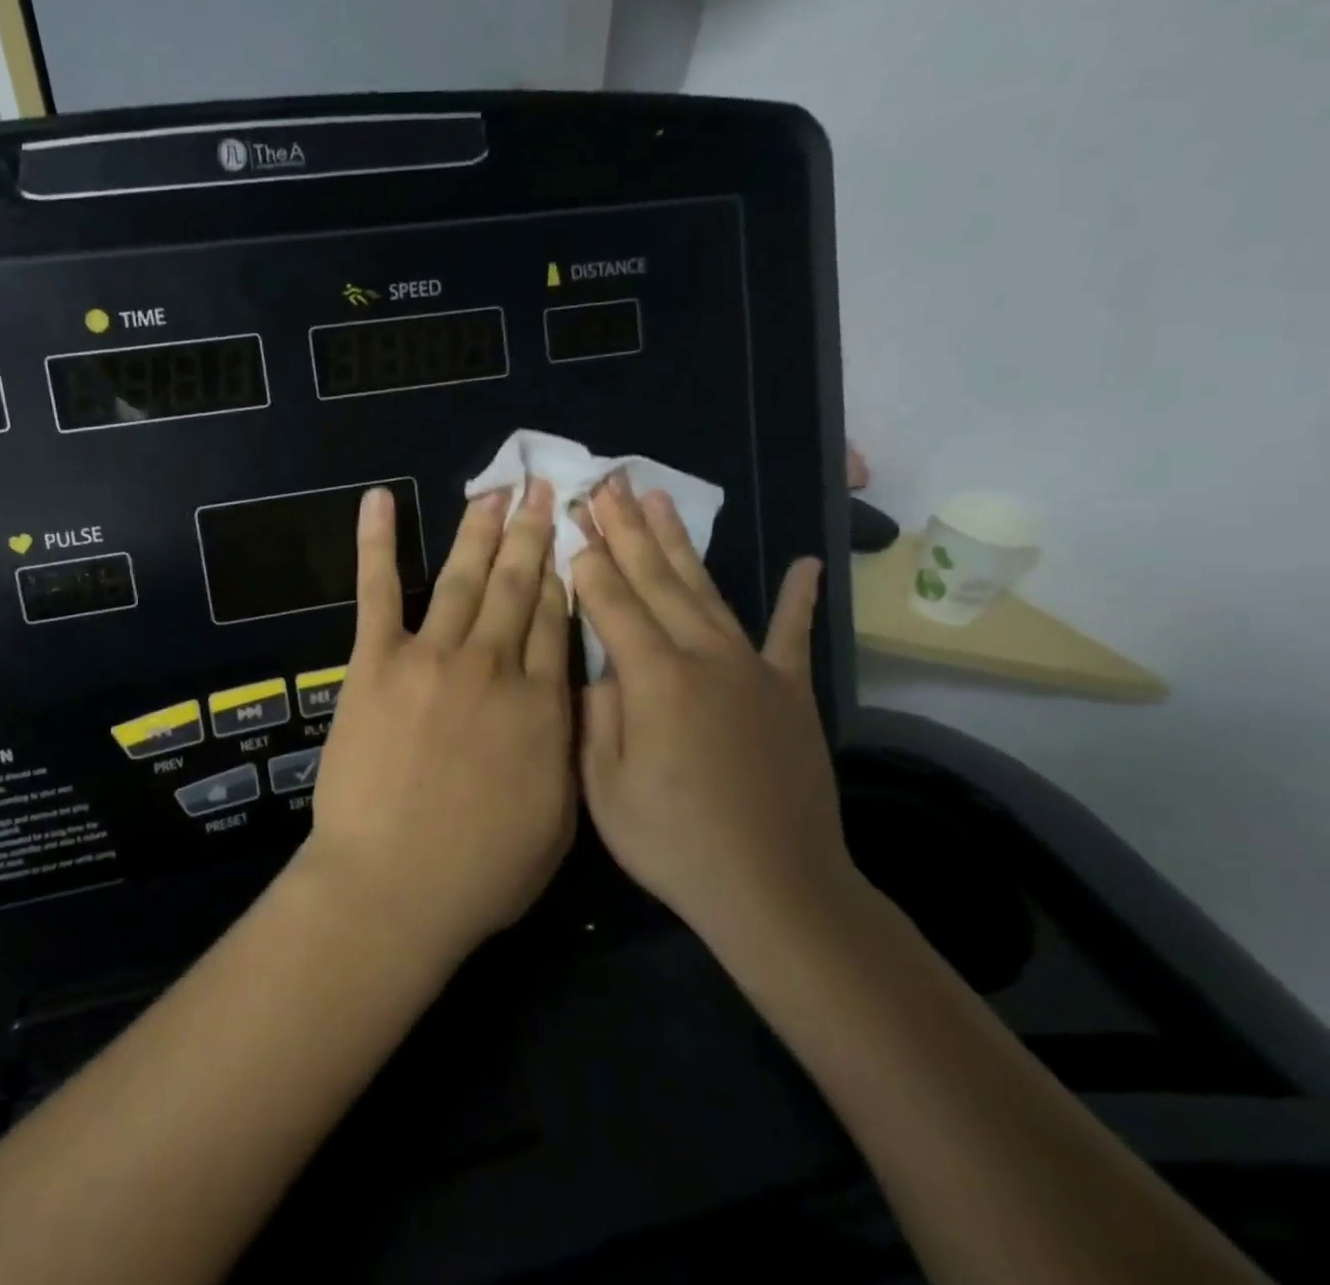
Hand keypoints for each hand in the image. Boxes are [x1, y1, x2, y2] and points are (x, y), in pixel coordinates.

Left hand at [300, 482, 575, 960]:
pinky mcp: (376, 662)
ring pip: (462, 579)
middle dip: (531, 534)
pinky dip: (376, 542)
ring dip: (478, 530)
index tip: (568, 537)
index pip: (554, 621)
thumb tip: (567, 694)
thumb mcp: (558, 815)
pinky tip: (379, 500)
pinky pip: (378, 590)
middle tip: (541, 490)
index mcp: (542, 703)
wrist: (395, 886)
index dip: (562, 574)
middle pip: (517, 586)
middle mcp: (493, 665)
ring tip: (494, 490)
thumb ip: (565, 744)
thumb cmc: (482, 870)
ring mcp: (432, 657)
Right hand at [571, 475, 852, 952]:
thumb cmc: (674, 842)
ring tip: (657, 499)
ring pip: (706, 590)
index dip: (587, 563)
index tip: (569, 523)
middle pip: (655, 580)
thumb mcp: (604, 786)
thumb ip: (596, 714)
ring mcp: (753, 669)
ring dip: (678, 542)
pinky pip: (792, 635)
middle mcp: (703, 657)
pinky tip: (806, 564)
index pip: (611, 603)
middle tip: (604, 486)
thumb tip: (599, 667)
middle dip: (624, 531)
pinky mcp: (790, 692)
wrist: (776, 889)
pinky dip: (799, 598)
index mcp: (653, 679)